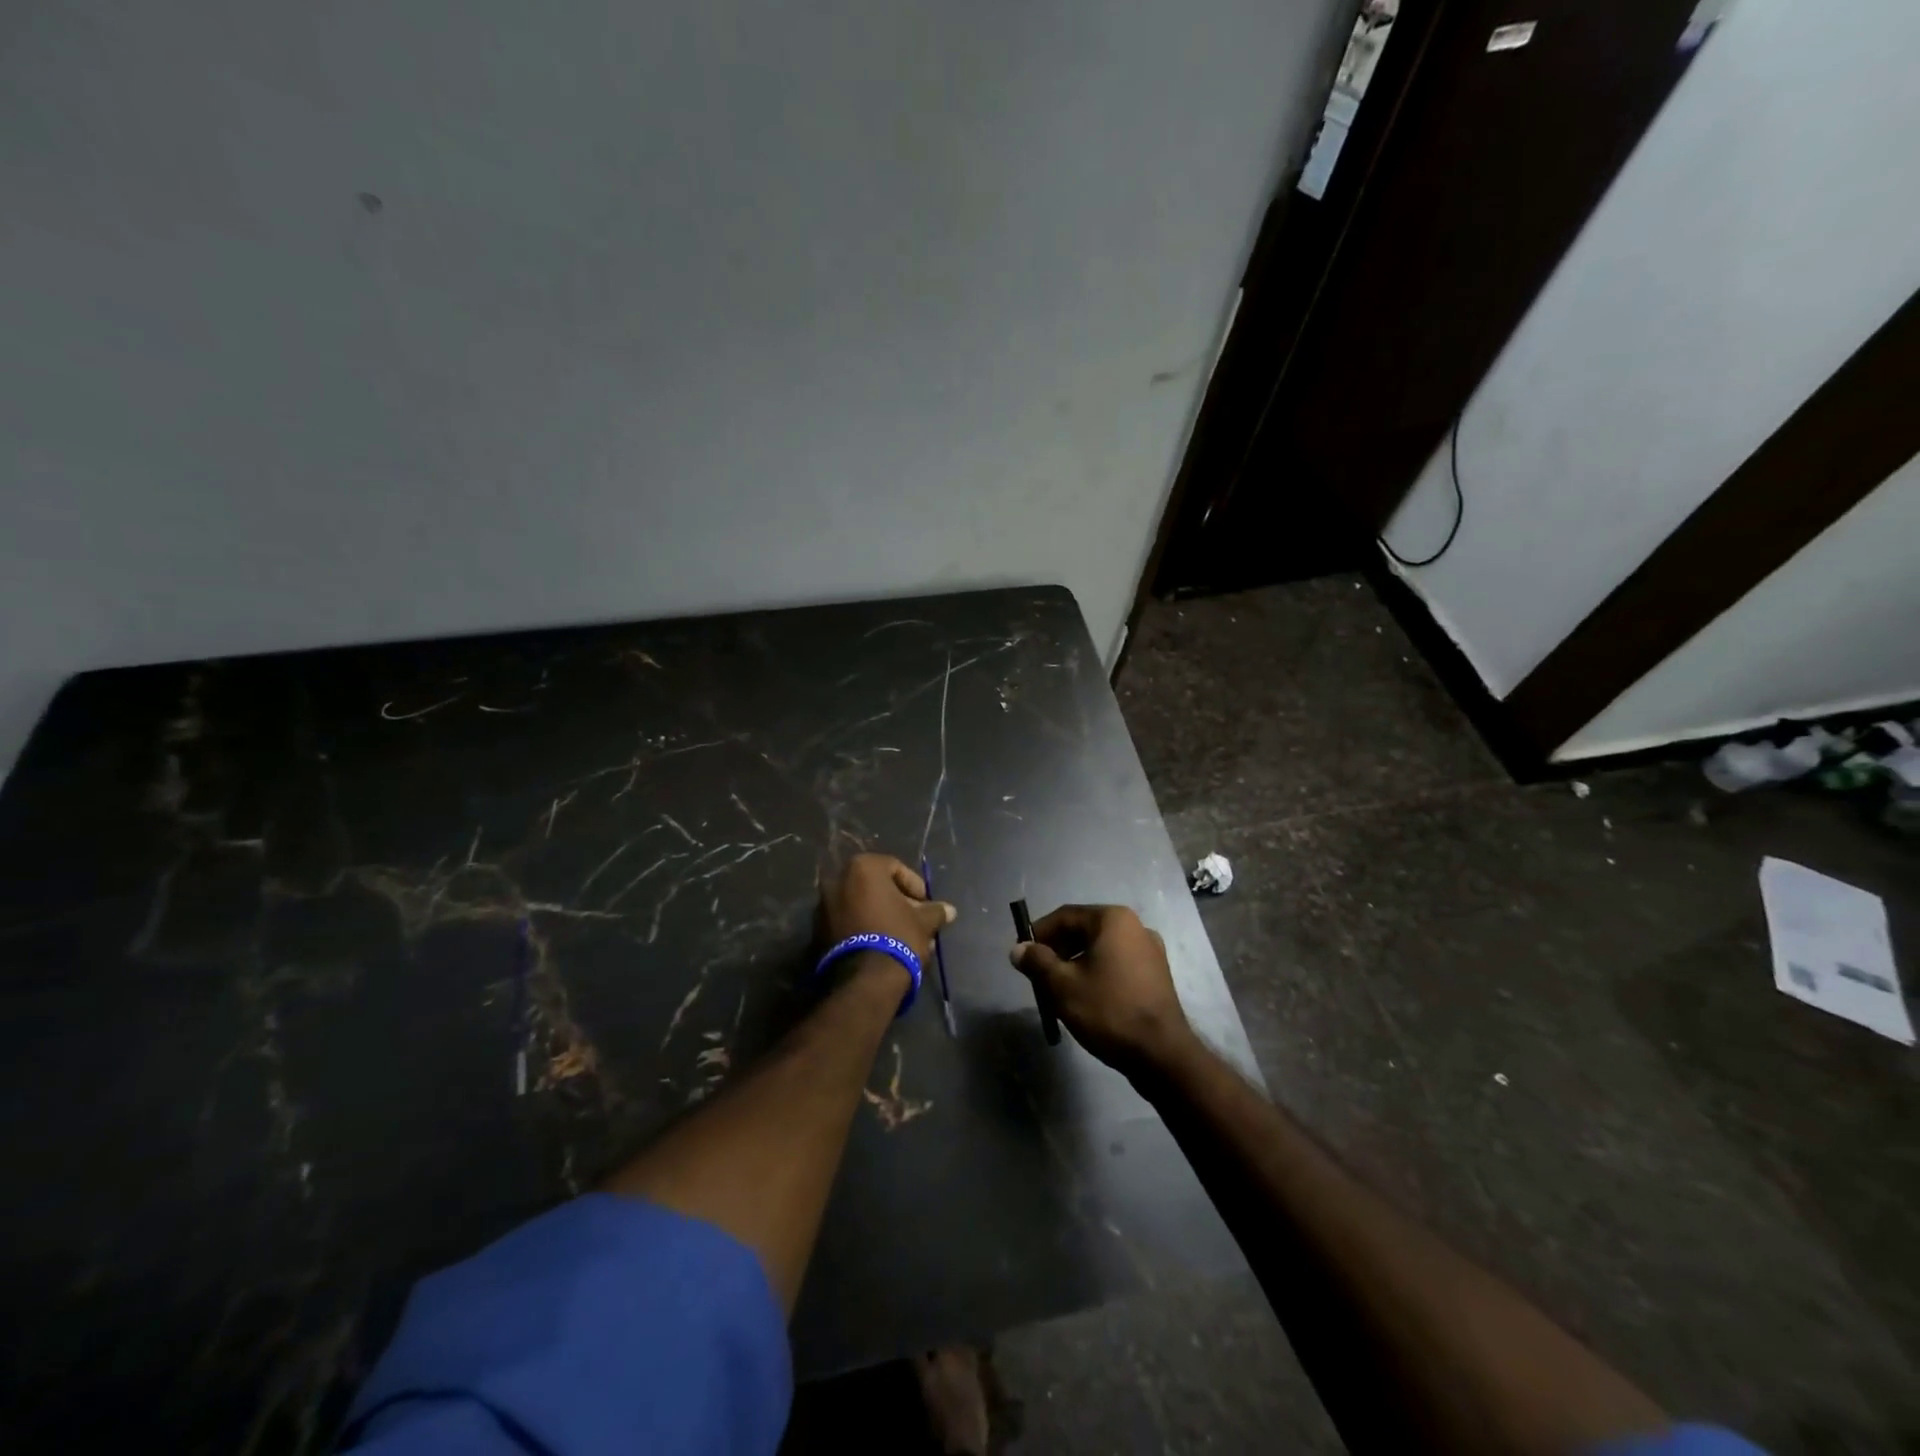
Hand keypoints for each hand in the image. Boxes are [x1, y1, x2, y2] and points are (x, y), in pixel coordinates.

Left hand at [818, 853, 955, 965]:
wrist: (864, 979)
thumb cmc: (897, 937)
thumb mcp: (923, 922)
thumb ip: (935, 911)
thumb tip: (949, 910)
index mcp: (862, 868)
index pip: (895, 868)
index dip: (914, 885)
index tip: (926, 904)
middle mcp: (837, 880)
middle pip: (875, 886)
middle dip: (898, 902)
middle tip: (915, 920)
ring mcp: (823, 906)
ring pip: (861, 905)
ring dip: (881, 916)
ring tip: (901, 937)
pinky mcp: (817, 931)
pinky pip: (848, 922)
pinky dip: (864, 927)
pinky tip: (882, 945)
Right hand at [1009, 904, 1192, 1075]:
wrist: (1162, 1054)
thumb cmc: (1108, 1010)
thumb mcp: (1062, 986)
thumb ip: (1037, 962)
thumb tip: (1018, 949)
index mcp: (1113, 919)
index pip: (1065, 916)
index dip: (1039, 933)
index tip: (1022, 954)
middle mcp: (1135, 926)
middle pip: (1084, 930)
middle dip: (1057, 949)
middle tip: (1038, 974)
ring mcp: (1150, 950)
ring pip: (1100, 948)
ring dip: (1075, 963)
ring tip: (1059, 989)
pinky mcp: (1156, 974)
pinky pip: (1117, 963)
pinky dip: (1097, 972)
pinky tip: (1087, 997)